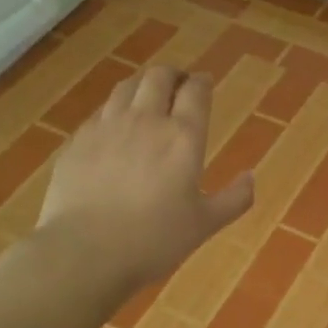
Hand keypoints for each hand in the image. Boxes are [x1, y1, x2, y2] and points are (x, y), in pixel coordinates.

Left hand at [36, 65, 254, 292]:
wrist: (85, 252)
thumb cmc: (154, 240)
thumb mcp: (205, 225)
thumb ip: (235, 199)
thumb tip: (251, 177)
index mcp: (183, 137)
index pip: (195, 91)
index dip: (202, 82)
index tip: (205, 83)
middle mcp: (145, 120)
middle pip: (158, 77)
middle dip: (172, 75)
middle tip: (178, 85)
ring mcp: (106, 127)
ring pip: (125, 86)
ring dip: (141, 85)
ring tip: (146, 97)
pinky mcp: (77, 141)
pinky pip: (99, 113)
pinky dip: (114, 111)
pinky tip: (114, 129)